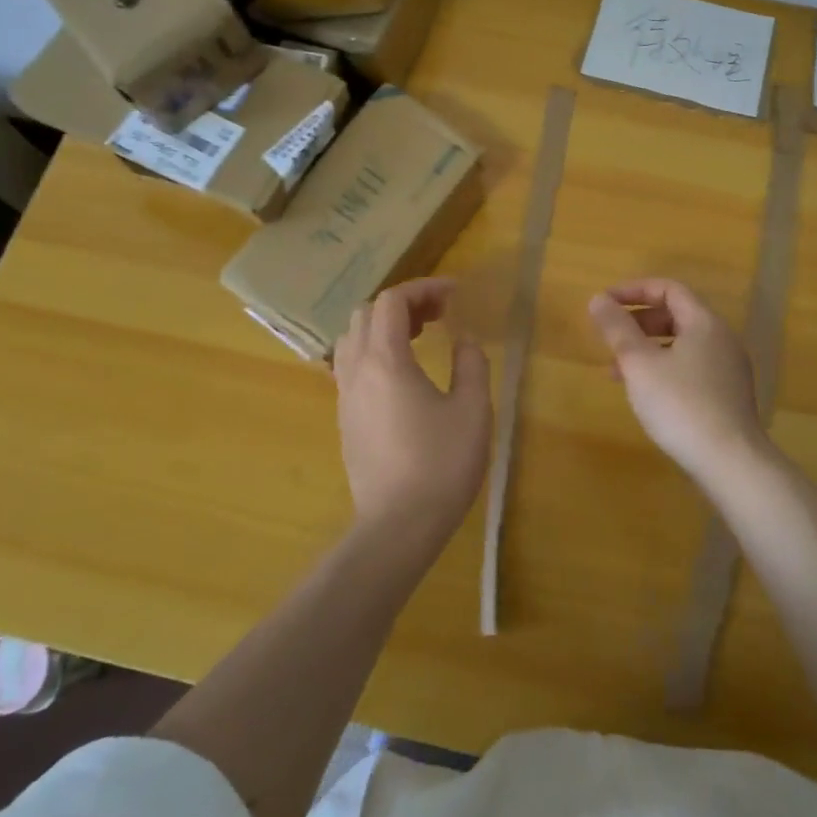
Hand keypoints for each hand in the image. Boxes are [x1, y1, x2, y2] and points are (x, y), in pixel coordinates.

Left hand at [333, 278, 490, 540]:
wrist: (397, 528)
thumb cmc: (440, 465)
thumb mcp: (472, 410)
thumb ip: (471, 364)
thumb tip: (465, 339)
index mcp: (385, 361)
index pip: (392, 301)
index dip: (423, 288)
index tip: (454, 295)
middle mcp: (356, 370)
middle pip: (366, 314)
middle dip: (402, 304)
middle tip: (439, 315)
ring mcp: (345, 397)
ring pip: (352, 339)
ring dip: (383, 327)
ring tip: (419, 338)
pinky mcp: (345, 420)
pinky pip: (350, 366)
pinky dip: (374, 352)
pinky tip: (402, 374)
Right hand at [588, 278, 765, 483]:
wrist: (731, 463)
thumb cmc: (681, 405)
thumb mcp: (639, 363)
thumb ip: (617, 328)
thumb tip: (598, 299)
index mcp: (704, 323)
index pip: (668, 289)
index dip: (633, 291)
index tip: (604, 303)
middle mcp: (721, 339)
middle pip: (675, 315)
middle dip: (637, 322)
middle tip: (609, 337)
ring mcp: (728, 369)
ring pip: (680, 344)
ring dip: (646, 349)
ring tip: (616, 371)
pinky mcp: (727, 396)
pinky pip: (690, 367)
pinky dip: (663, 368)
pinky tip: (645, 394)